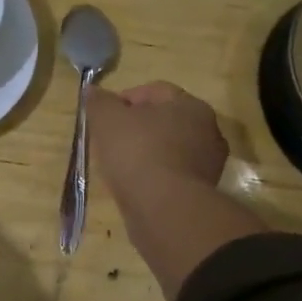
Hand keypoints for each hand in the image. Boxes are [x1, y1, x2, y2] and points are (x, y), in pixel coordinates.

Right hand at [88, 81, 228, 196]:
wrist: (165, 209)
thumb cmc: (138, 152)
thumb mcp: (107, 119)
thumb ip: (100, 102)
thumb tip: (93, 91)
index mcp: (190, 105)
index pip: (154, 91)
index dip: (124, 99)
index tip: (103, 116)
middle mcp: (208, 131)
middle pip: (164, 121)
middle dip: (137, 127)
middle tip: (110, 140)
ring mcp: (208, 164)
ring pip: (169, 149)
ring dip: (146, 153)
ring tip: (119, 166)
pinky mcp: (201, 193)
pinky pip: (171, 175)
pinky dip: (154, 176)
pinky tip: (134, 186)